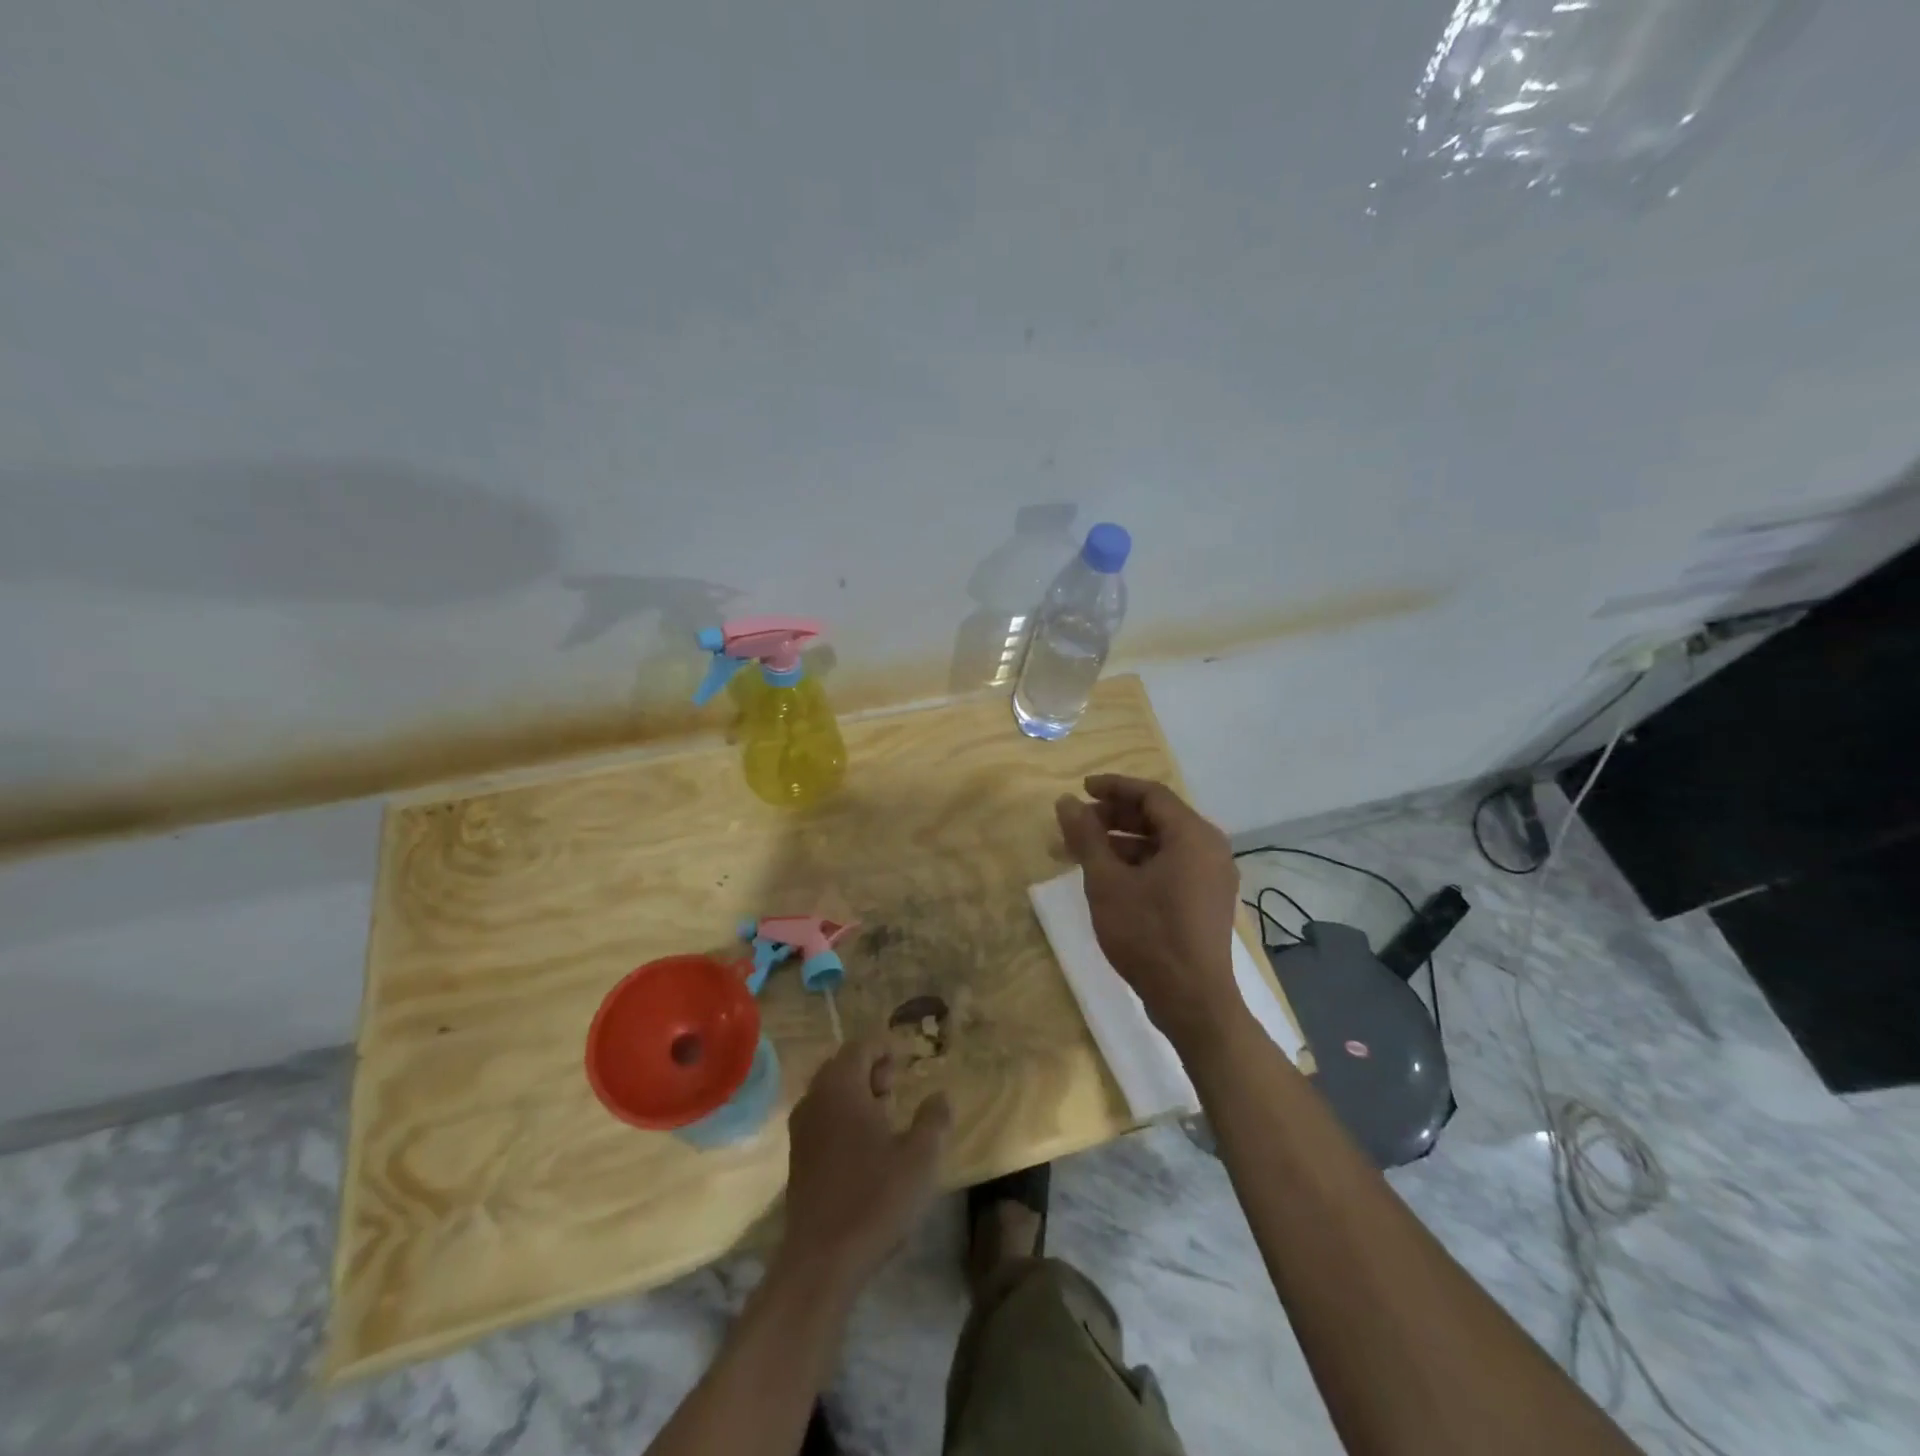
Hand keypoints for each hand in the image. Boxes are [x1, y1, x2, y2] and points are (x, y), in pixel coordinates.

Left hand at [777, 1039, 951, 1292]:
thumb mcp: (921, 1157)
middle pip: (841, 1066)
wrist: (821, 1261)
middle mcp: (815, 1099)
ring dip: (856, 1095)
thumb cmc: (875, 1198)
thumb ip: (934, 1119)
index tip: (906, 1065)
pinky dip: (843, 1117)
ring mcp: (801, 1129)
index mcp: (841, 1087)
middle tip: (895, 1089)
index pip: (860, 1046)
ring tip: (885, 1117)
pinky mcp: (797, 1158)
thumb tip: (940, 1095)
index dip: (885, 1049)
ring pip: (830, 1093)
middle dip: (870, 1070)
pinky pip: (822, 1118)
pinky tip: (865, 1147)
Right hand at [1055, 774, 1244, 1053]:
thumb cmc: (1148, 934)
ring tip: (1086, 851)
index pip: (1151, 794)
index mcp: (1193, 835)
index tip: (1081, 789)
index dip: (1113, 787)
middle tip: (1079, 823)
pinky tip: (1111, 876)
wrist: (1192, 1000)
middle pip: (1159, 816)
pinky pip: (1172, 864)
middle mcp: (1210, 848)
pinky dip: (1140, 862)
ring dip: (1124, 841)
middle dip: (1115, 816)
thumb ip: (1086, 836)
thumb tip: (1066, 802)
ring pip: (1163, 842)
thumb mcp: (1107, 882)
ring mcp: (1212, 875)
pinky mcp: (1207, 899)